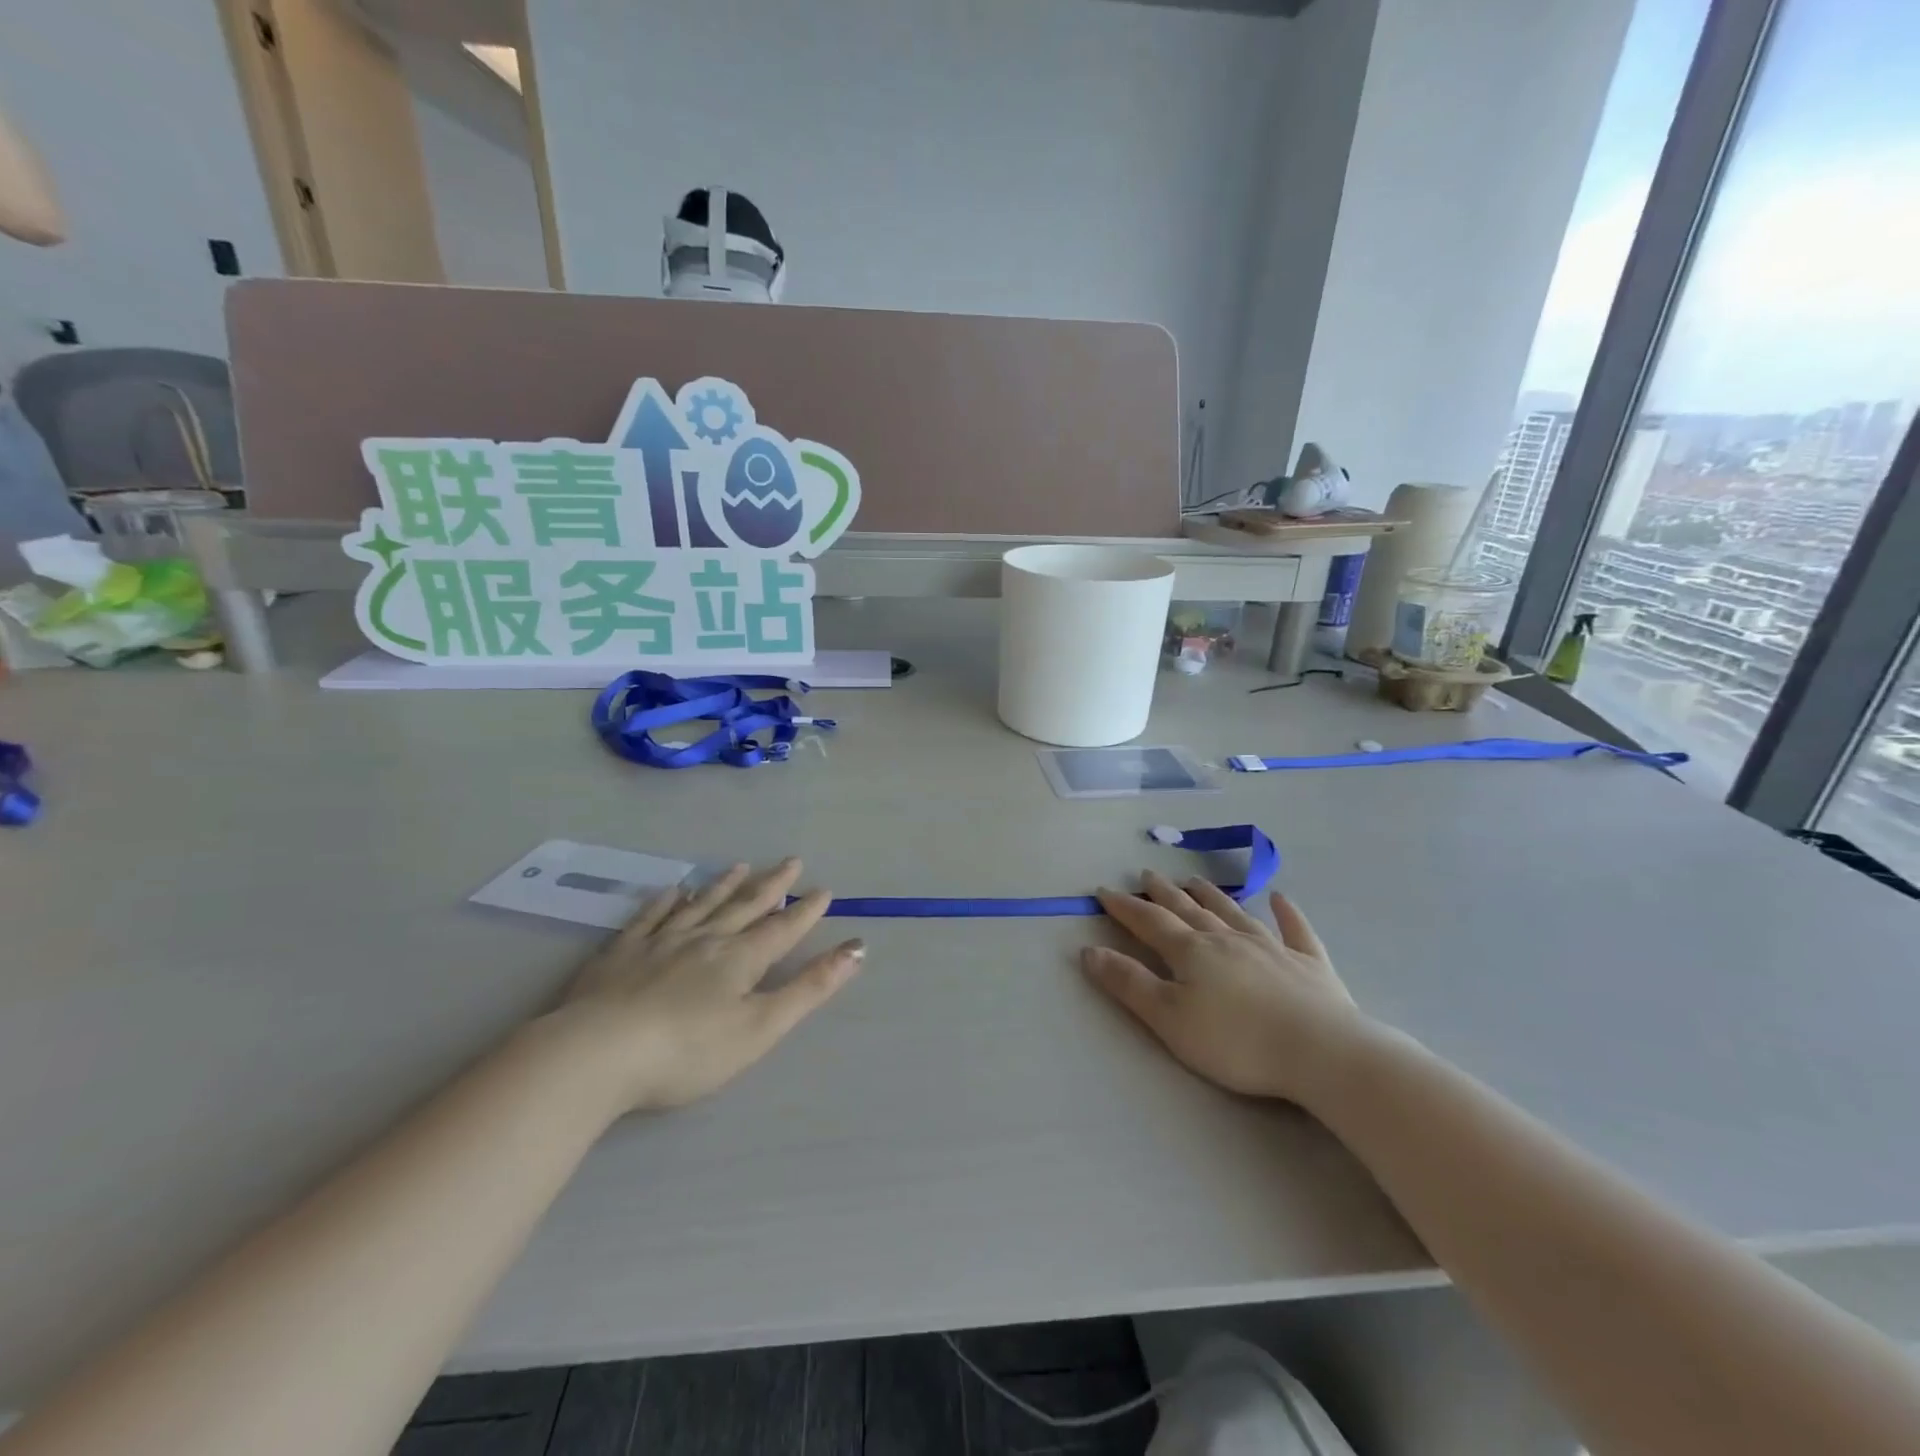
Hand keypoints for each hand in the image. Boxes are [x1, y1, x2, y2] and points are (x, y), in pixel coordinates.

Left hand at [550, 860, 863, 1113]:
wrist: (597, 1054)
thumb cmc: (688, 1050)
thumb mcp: (761, 1027)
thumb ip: (809, 988)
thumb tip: (857, 949)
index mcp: (740, 959)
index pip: (781, 928)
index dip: (806, 911)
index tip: (824, 890)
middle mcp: (704, 939)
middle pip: (744, 906)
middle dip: (771, 885)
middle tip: (791, 861)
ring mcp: (660, 942)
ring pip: (700, 904)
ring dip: (723, 885)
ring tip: (740, 865)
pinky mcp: (621, 953)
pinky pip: (650, 917)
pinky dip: (665, 901)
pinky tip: (673, 890)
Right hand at [1084, 873, 1367, 1107]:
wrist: (1321, 1052)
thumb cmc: (1236, 1041)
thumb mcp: (1169, 1019)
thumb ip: (1129, 983)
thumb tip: (1090, 950)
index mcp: (1192, 952)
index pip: (1150, 922)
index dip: (1125, 907)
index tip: (1104, 890)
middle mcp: (1228, 939)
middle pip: (1189, 909)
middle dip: (1163, 893)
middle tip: (1147, 875)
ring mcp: (1271, 947)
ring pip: (1234, 912)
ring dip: (1212, 895)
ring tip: (1195, 880)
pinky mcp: (1309, 964)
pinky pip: (1295, 930)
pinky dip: (1287, 912)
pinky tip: (1281, 898)